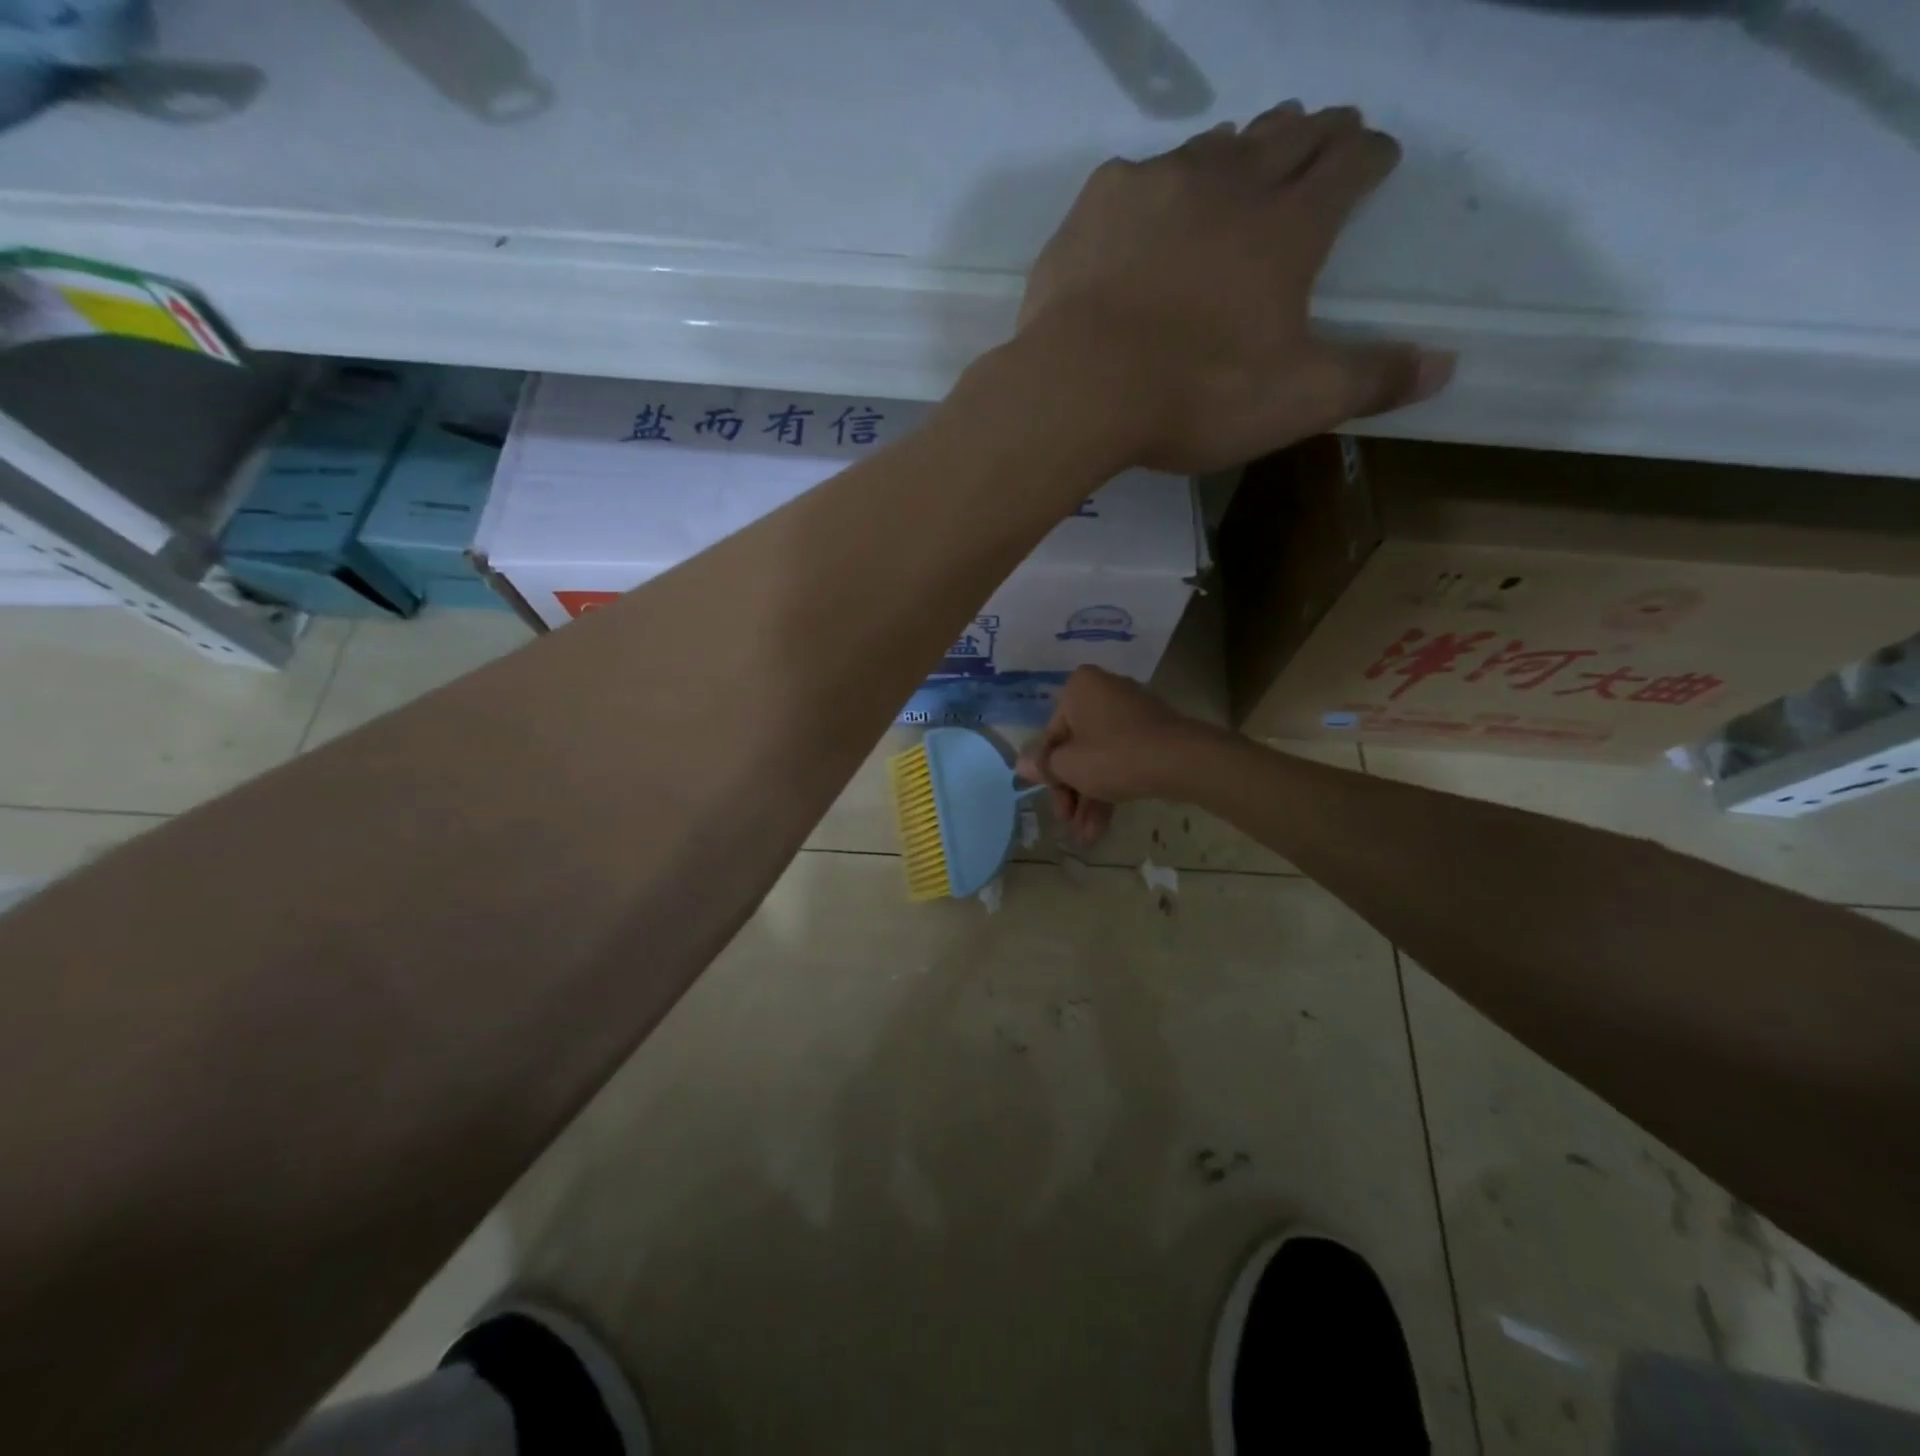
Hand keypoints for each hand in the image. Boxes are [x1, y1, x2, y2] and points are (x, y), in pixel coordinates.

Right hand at [1016, 667, 1218, 845]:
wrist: (1181, 761)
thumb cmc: (1113, 756)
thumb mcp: (1069, 766)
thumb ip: (1044, 766)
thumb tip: (1020, 764)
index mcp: (1079, 689)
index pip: (1052, 735)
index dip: (1049, 773)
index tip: (1050, 800)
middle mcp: (1104, 692)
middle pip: (1076, 748)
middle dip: (1071, 792)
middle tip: (1068, 823)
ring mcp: (1131, 713)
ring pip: (1099, 758)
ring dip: (1089, 798)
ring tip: (1085, 837)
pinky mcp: (1152, 734)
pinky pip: (1121, 759)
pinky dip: (1110, 788)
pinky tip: (1101, 826)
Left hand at [1017, 103, 1453, 473]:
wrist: (1080, 388)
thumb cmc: (1195, 396)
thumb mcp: (1295, 401)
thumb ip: (1370, 380)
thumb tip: (1445, 366)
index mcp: (1289, 227)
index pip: (1348, 166)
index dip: (1370, 157)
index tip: (1379, 157)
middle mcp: (1230, 184)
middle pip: (1287, 138)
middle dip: (1316, 133)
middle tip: (1326, 132)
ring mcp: (1159, 185)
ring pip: (1215, 147)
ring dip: (1240, 148)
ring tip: (1247, 156)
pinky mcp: (1098, 204)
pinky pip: (1140, 175)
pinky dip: (1160, 183)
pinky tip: (1154, 202)